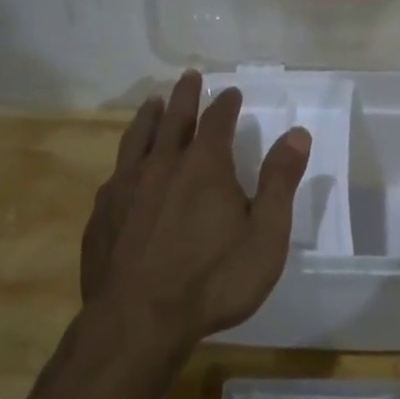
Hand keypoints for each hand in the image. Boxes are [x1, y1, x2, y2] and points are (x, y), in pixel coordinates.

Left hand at [81, 71, 311, 348]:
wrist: (138, 322)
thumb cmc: (213, 281)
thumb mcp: (265, 235)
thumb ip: (280, 182)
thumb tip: (297, 134)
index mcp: (204, 166)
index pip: (217, 120)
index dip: (225, 103)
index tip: (230, 91)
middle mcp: (162, 165)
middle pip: (173, 118)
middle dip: (184, 96)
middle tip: (188, 76)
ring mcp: (126, 188)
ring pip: (137, 138)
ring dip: (148, 116)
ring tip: (152, 102)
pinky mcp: (102, 214)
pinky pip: (115, 174)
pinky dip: (125, 160)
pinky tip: (123, 168)